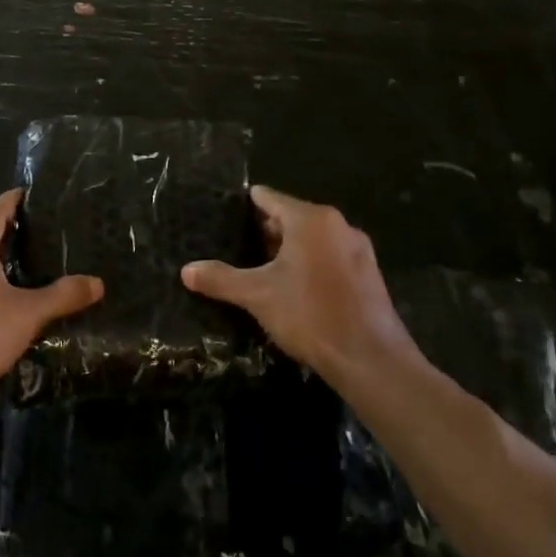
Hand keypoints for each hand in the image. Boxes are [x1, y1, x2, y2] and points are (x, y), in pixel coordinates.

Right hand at [181, 184, 420, 382]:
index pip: (271, 198)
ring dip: (289, 249)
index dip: (247, 203)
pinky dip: (310, 264)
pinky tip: (293, 288)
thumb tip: (186, 271)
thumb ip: (221, 279)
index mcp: (311, 220)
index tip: (227, 210)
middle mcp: (338, 226)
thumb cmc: (310, 315)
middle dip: (266, 230)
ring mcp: (358, 250)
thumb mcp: (257, 296)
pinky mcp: (368, 275)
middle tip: (237, 243)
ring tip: (260, 267)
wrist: (369, 358)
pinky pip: (330, 258)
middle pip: (293, 217)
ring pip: (313, 239)